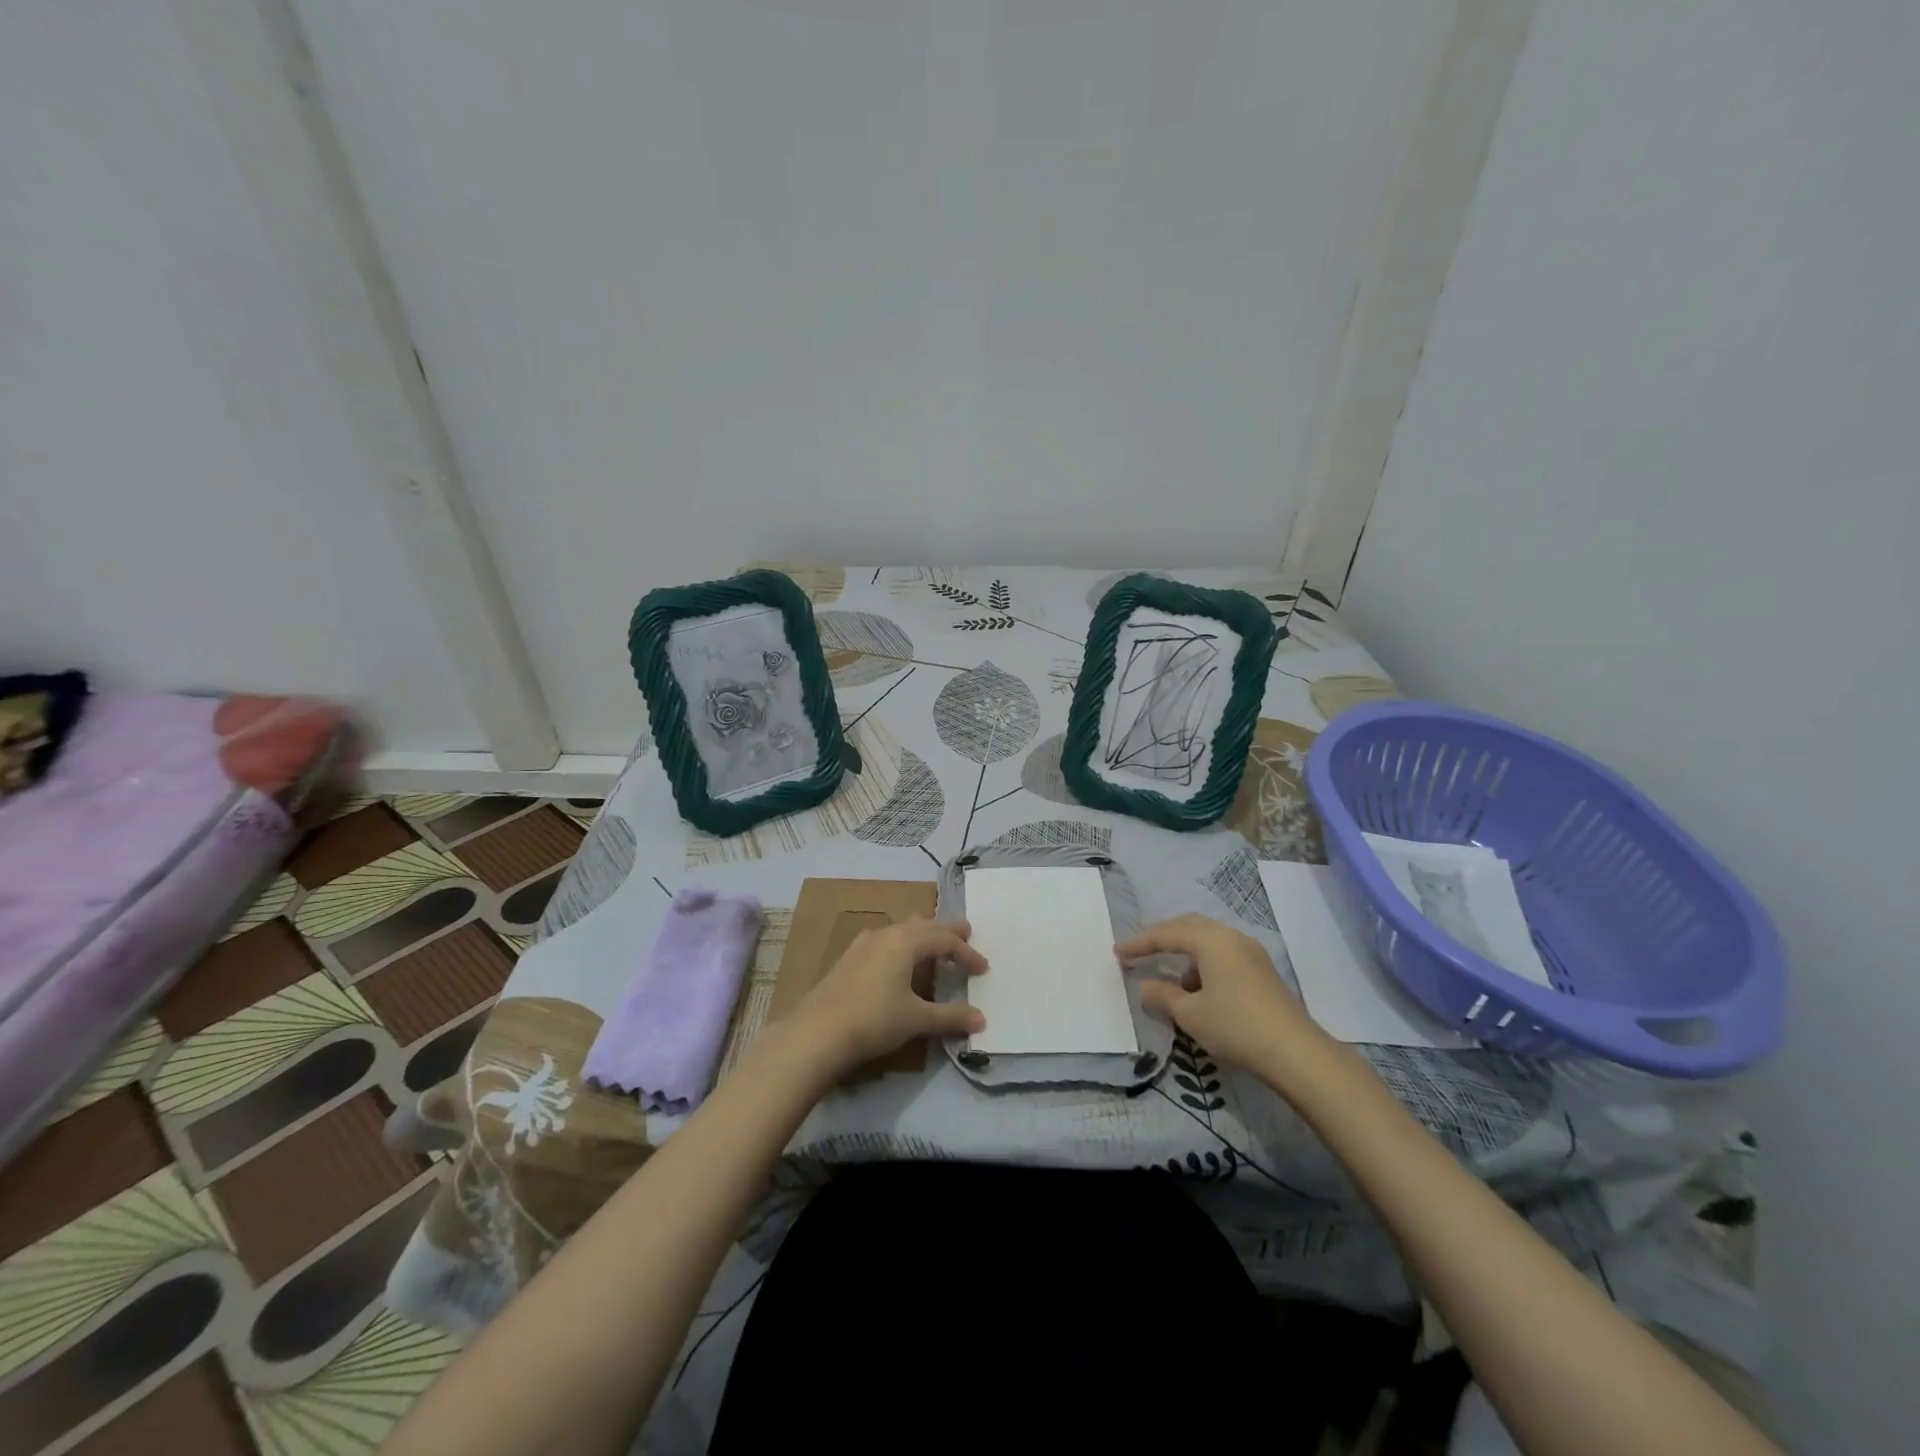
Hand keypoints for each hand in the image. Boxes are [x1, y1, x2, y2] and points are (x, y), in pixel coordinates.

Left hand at [787, 918, 987, 1075]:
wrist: (817, 1031)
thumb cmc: (874, 1019)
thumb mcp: (916, 1020)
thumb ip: (950, 1017)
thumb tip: (981, 1019)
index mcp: (907, 941)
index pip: (945, 941)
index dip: (967, 954)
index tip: (983, 970)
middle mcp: (887, 934)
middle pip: (923, 925)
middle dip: (946, 931)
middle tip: (965, 932)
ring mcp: (863, 944)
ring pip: (900, 929)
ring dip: (921, 934)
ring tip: (932, 943)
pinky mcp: (848, 959)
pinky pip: (884, 941)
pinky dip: (900, 944)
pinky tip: (895, 959)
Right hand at [1116, 913, 1323, 1073]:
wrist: (1295, 1052)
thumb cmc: (1235, 1026)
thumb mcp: (1190, 1014)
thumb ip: (1162, 996)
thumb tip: (1145, 986)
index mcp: (1211, 940)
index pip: (1166, 934)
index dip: (1139, 943)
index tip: (1118, 953)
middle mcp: (1231, 937)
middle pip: (1189, 926)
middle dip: (1162, 938)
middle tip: (1140, 952)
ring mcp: (1251, 952)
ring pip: (1209, 940)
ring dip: (1186, 954)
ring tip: (1173, 984)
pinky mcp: (1262, 970)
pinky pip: (1223, 954)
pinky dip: (1205, 965)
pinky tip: (1201, 993)